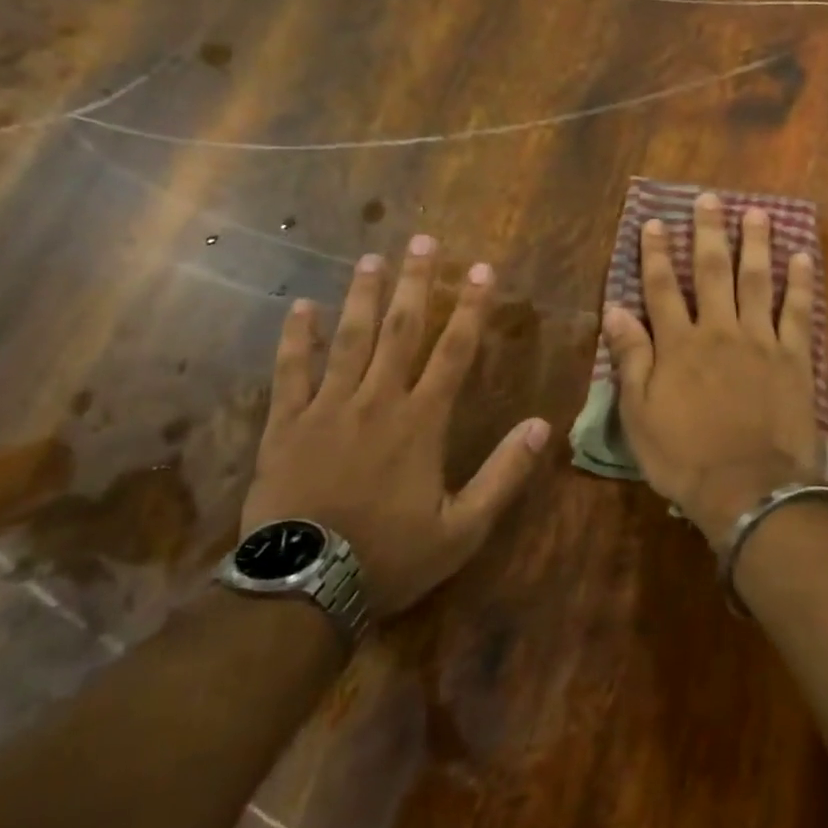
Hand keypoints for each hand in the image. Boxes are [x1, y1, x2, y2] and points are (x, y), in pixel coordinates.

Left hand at [241, 234, 550, 615]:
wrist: (303, 588)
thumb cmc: (390, 556)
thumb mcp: (462, 528)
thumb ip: (503, 474)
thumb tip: (541, 426)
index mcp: (421, 422)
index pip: (454, 352)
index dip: (470, 308)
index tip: (481, 269)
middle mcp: (377, 401)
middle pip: (401, 331)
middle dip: (416, 283)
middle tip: (423, 240)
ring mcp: (327, 409)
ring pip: (349, 340)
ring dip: (364, 297)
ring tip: (372, 258)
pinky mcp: (286, 426)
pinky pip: (291, 372)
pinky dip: (297, 338)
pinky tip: (302, 307)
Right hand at [602, 193, 819, 545]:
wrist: (748, 487)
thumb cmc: (685, 456)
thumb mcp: (639, 413)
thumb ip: (631, 357)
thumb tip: (615, 310)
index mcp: (679, 344)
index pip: (662, 288)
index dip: (656, 253)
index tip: (654, 222)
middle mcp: (719, 330)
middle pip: (713, 271)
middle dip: (708, 232)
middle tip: (710, 198)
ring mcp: (761, 340)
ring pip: (757, 281)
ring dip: (756, 244)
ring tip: (757, 213)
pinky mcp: (795, 358)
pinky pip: (799, 312)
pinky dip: (800, 283)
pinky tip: (801, 257)